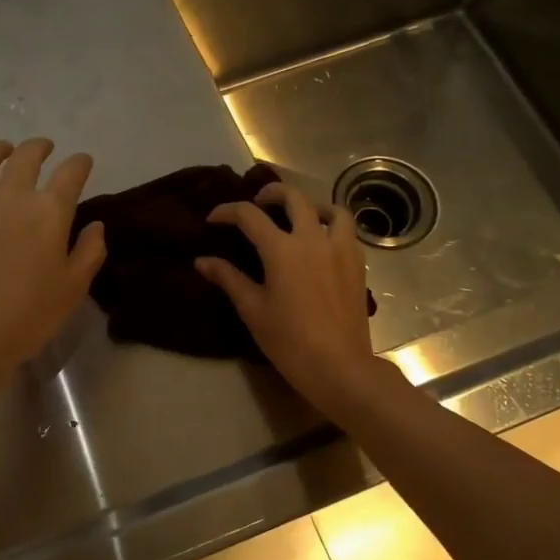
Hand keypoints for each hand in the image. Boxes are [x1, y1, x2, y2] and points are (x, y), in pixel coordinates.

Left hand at [0, 139, 105, 401]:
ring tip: (5, 151)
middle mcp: (11, 195)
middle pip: (27, 155)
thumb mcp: (73, 289)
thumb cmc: (28, 316)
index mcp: (49, 211)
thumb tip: (95, 226)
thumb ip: (89, 252)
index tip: (83, 162)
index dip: (80, 162)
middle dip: (40, 147)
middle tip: (45, 149)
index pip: (70, 172)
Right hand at [195, 181, 384, 415]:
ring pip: (330, 209)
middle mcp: (312, 238)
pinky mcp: (357, 264)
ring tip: (299, 217)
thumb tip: (202, 261)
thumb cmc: (289, 341)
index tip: (214, 219)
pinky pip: (347, 231)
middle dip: (271, 193)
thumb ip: (228, 279)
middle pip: (293, 197)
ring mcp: (340, 249)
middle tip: (257, 203)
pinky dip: (333, 226)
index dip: (227, 212)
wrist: (339, 366)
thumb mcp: (253, 310)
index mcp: (282, 249)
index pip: (249, 216)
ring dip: (311, 205)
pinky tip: (322, 242)